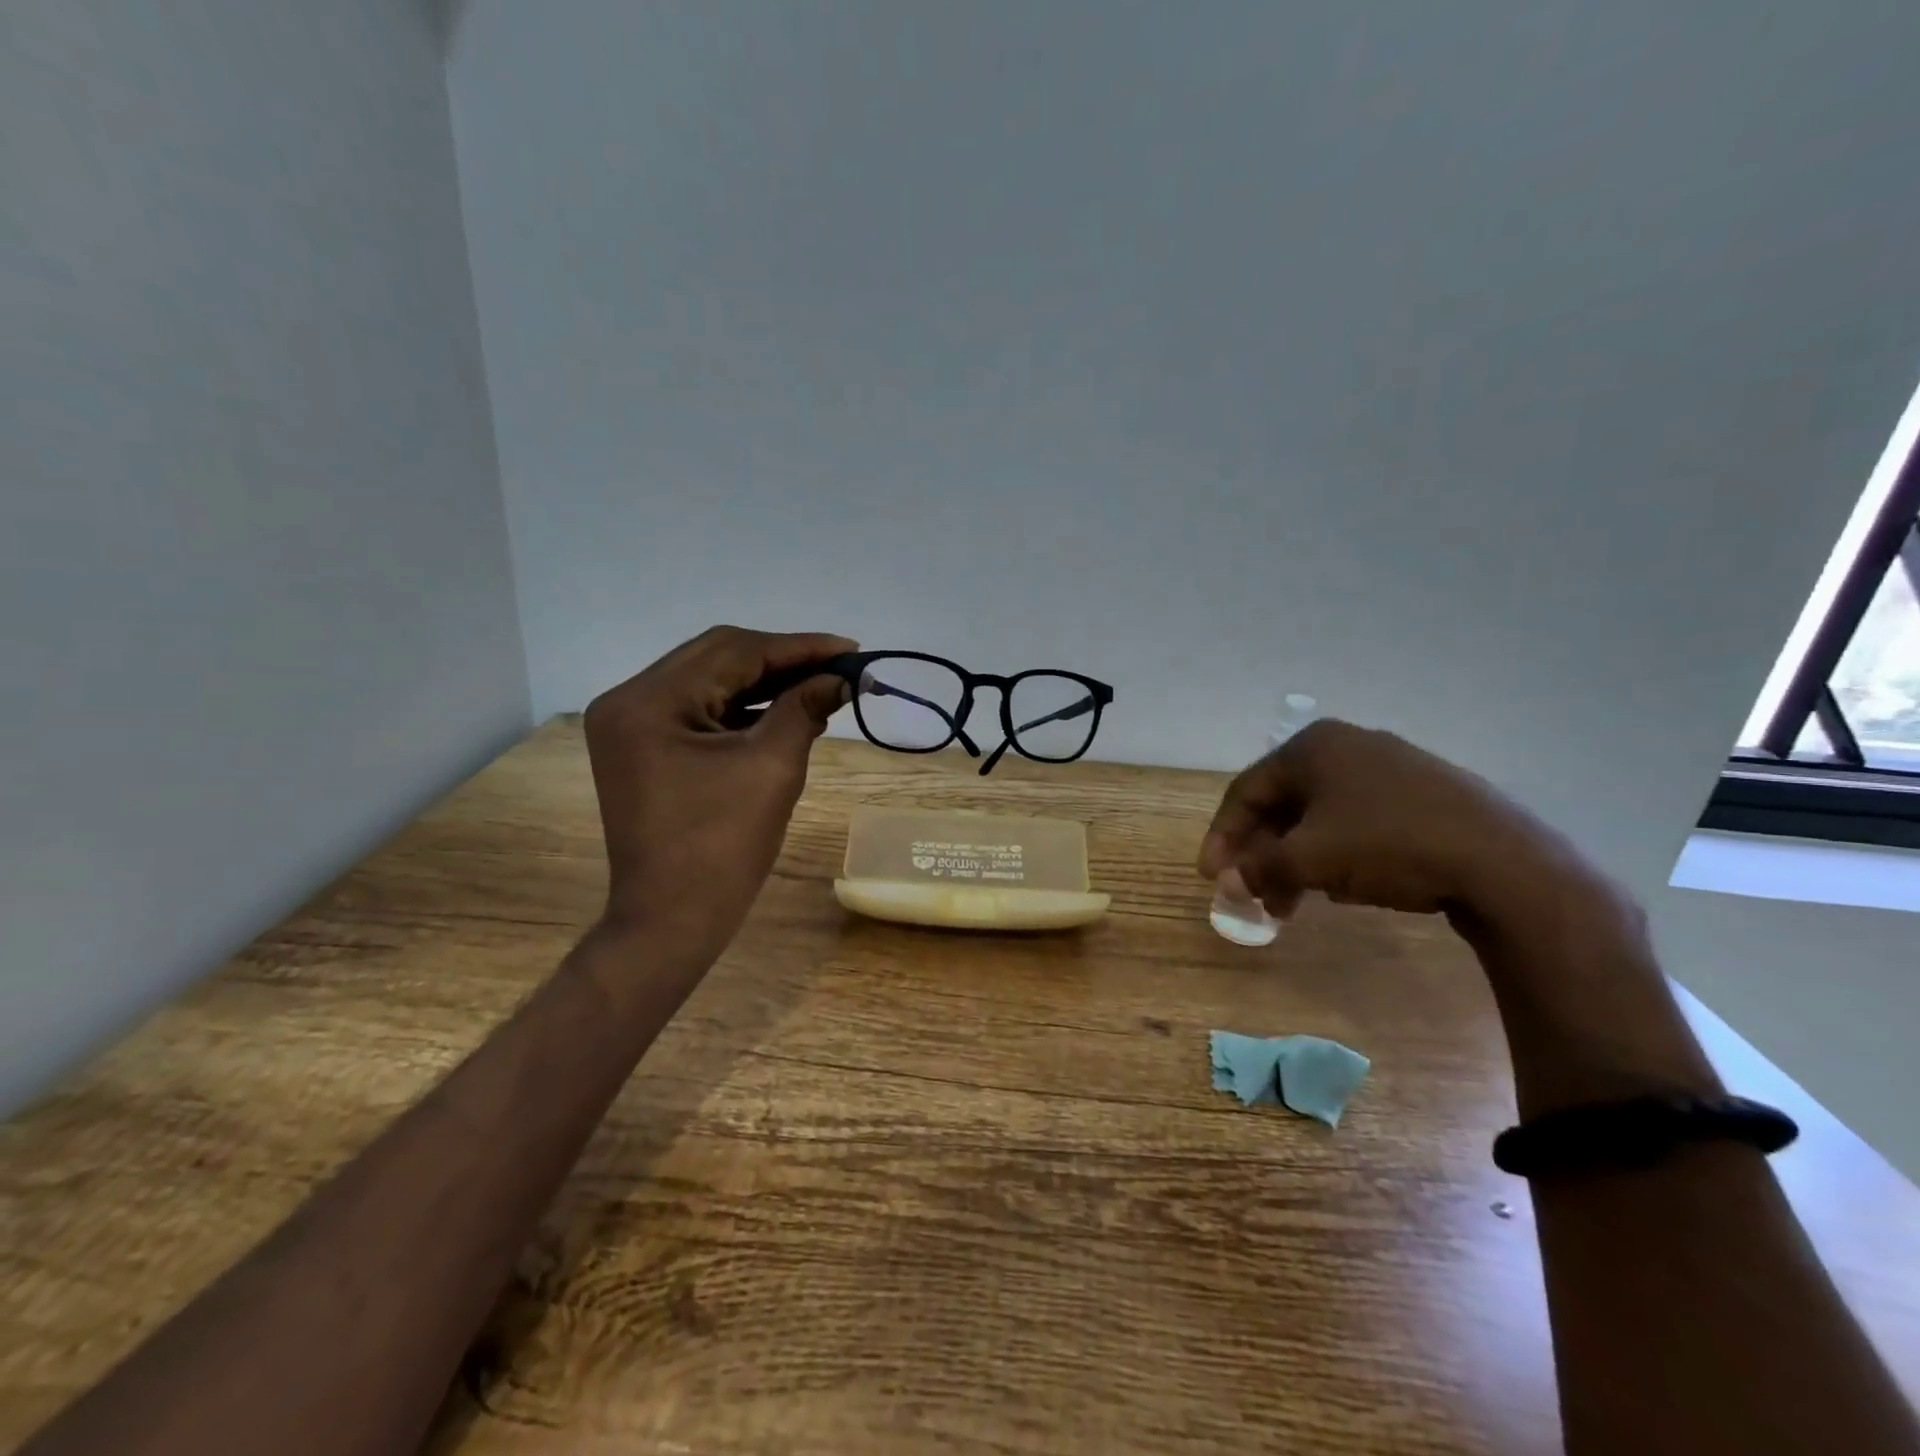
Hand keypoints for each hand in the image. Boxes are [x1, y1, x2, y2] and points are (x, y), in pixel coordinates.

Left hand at [583, 626, 855, 960]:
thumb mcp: (772, 768)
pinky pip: (700, 710)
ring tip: (821, 686)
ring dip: (765, 682)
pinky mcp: (644, 748)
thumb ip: (804, 709)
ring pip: (710, 681)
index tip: (850, 649)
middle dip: (783, 660)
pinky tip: (786, 710)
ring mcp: (632, 725)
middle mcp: (630, 701)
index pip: (734, 651)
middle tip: (839, 667)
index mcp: (649, 701)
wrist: (671, 921)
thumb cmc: (722, 848)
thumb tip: (840, 679)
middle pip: (717, 658)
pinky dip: (744, 708)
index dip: (798, 647)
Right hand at [1198, 719, 1571, 919]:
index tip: (1210, 877)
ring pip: (1320, 816)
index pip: (1246, 791)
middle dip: (1262, 854)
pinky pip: (1357, 821)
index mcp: (1312, 747)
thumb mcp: (1309, 859)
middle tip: (1252, 894)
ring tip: (1292, 903)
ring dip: (1296, 859)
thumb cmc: (1387, 845)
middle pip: (1282, 804)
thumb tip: (1230, 881)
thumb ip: (1259, 867)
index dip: (1222, 836)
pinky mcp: (1423, 794)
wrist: (1502, 861)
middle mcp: (1347, 746)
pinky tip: (1340, 886)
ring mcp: (1390, 767)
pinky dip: (1334, 853)